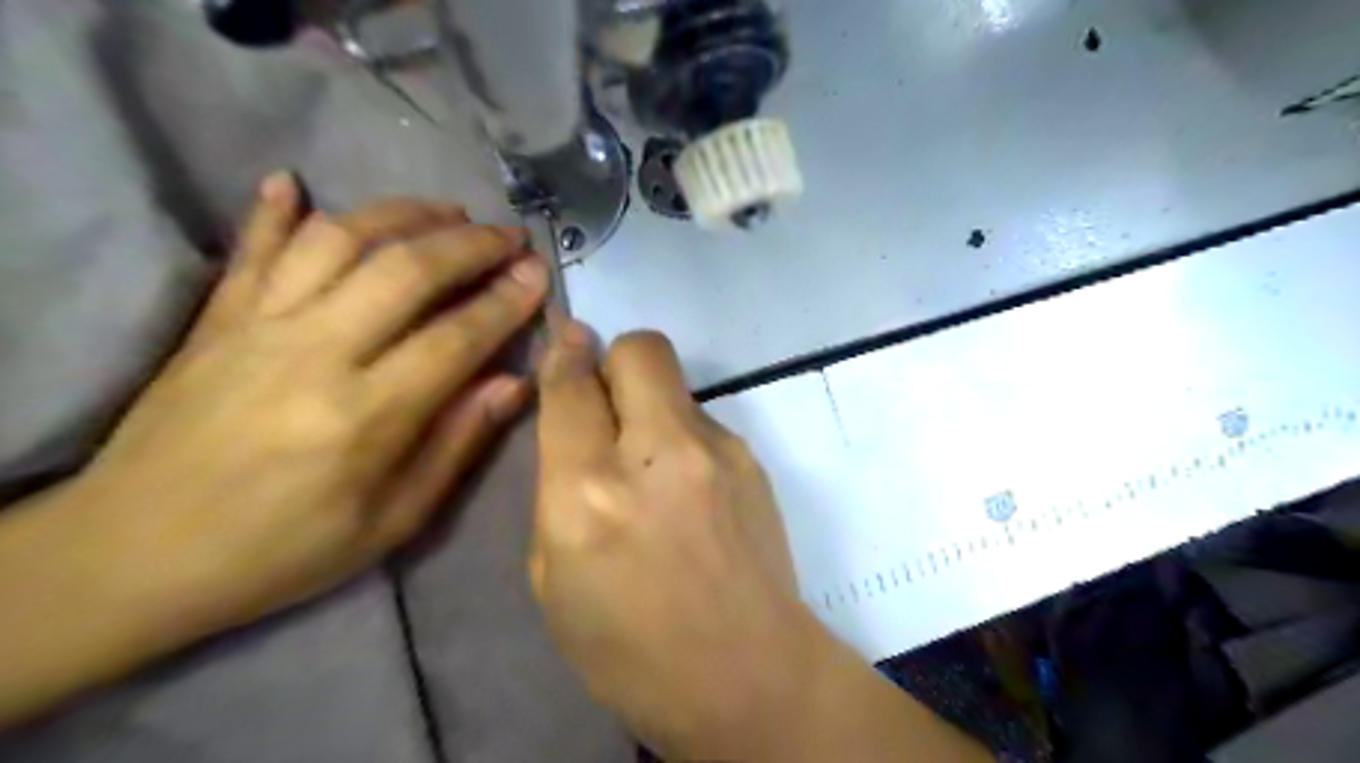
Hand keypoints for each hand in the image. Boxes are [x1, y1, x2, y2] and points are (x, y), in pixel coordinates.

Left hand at [70, 171, 547, 640]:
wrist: (133, 555)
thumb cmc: (283, 550)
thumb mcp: (392, 521)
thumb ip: (457, 444)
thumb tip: (514, 384)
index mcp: (365, 416)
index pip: (455, 338)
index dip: (505, 301)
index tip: (539, 272)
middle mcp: (314, 353)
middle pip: (405, 271)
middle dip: (470, 244)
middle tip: (510, 235)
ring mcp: (257, 326)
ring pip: (338, 241)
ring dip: (401, 214)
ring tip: (446, 211)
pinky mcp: (215, 318)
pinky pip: (251, 248)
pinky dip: (274, 209)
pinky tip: (293, 181)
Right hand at [528, 325, 817, 758]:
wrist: (746, 674)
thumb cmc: (628, 647)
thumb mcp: (553, 578)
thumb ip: (556, 487)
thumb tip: (574, 421)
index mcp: (589, 493)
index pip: (570, 385)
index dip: (563, 355)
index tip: (565, 343)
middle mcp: (656, 453)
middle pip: (639, 348)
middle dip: (615, 358)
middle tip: (608, 401)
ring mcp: (717, 451)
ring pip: (675, 383)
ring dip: (651, 406)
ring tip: (654, 469)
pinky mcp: (752, 459)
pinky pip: (702, 422)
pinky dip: (683, 439)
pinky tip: (690, 492)